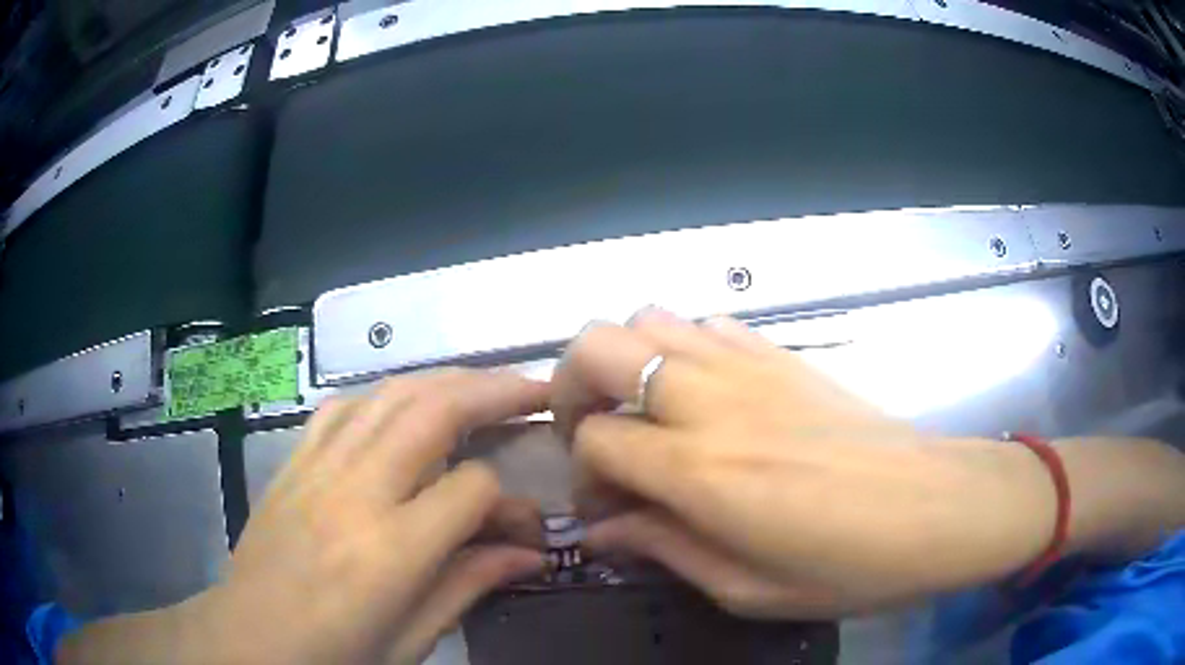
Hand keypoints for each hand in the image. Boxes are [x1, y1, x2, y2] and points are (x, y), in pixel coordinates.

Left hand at [185, 369, 549, 663]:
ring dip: (446, 381)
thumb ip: (469, 586)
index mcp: (390, 551)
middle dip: (495, 392)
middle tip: (537, 389)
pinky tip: (402, 407)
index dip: (511, 502)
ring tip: (484, 386)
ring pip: (389, 394)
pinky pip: (343, 408)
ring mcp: (317, 469)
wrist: (248, 641)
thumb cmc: (334, 655)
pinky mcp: (293, 463)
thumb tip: (530, 553)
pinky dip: (384, 395)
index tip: (526, 525)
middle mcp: (355, 493)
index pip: (472, 489)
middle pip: (434, 411)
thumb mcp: (411, 641)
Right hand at [551, 310, 1056, 617]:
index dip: (584, 478)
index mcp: (700, 471)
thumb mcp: (748, 588)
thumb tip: (604, 535)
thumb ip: (665, 551)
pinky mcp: (783, 354)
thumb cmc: (850, 565)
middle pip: (598, 346)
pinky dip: (683, 347)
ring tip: (643, 410)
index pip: (594, 441)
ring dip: (625, 361)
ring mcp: (750, 365)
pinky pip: (708, 322)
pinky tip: (703, 392)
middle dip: (571, 386)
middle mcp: (712, 401)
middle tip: (592, 434)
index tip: (608, 510)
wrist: (938, 508)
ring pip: (648, 319)